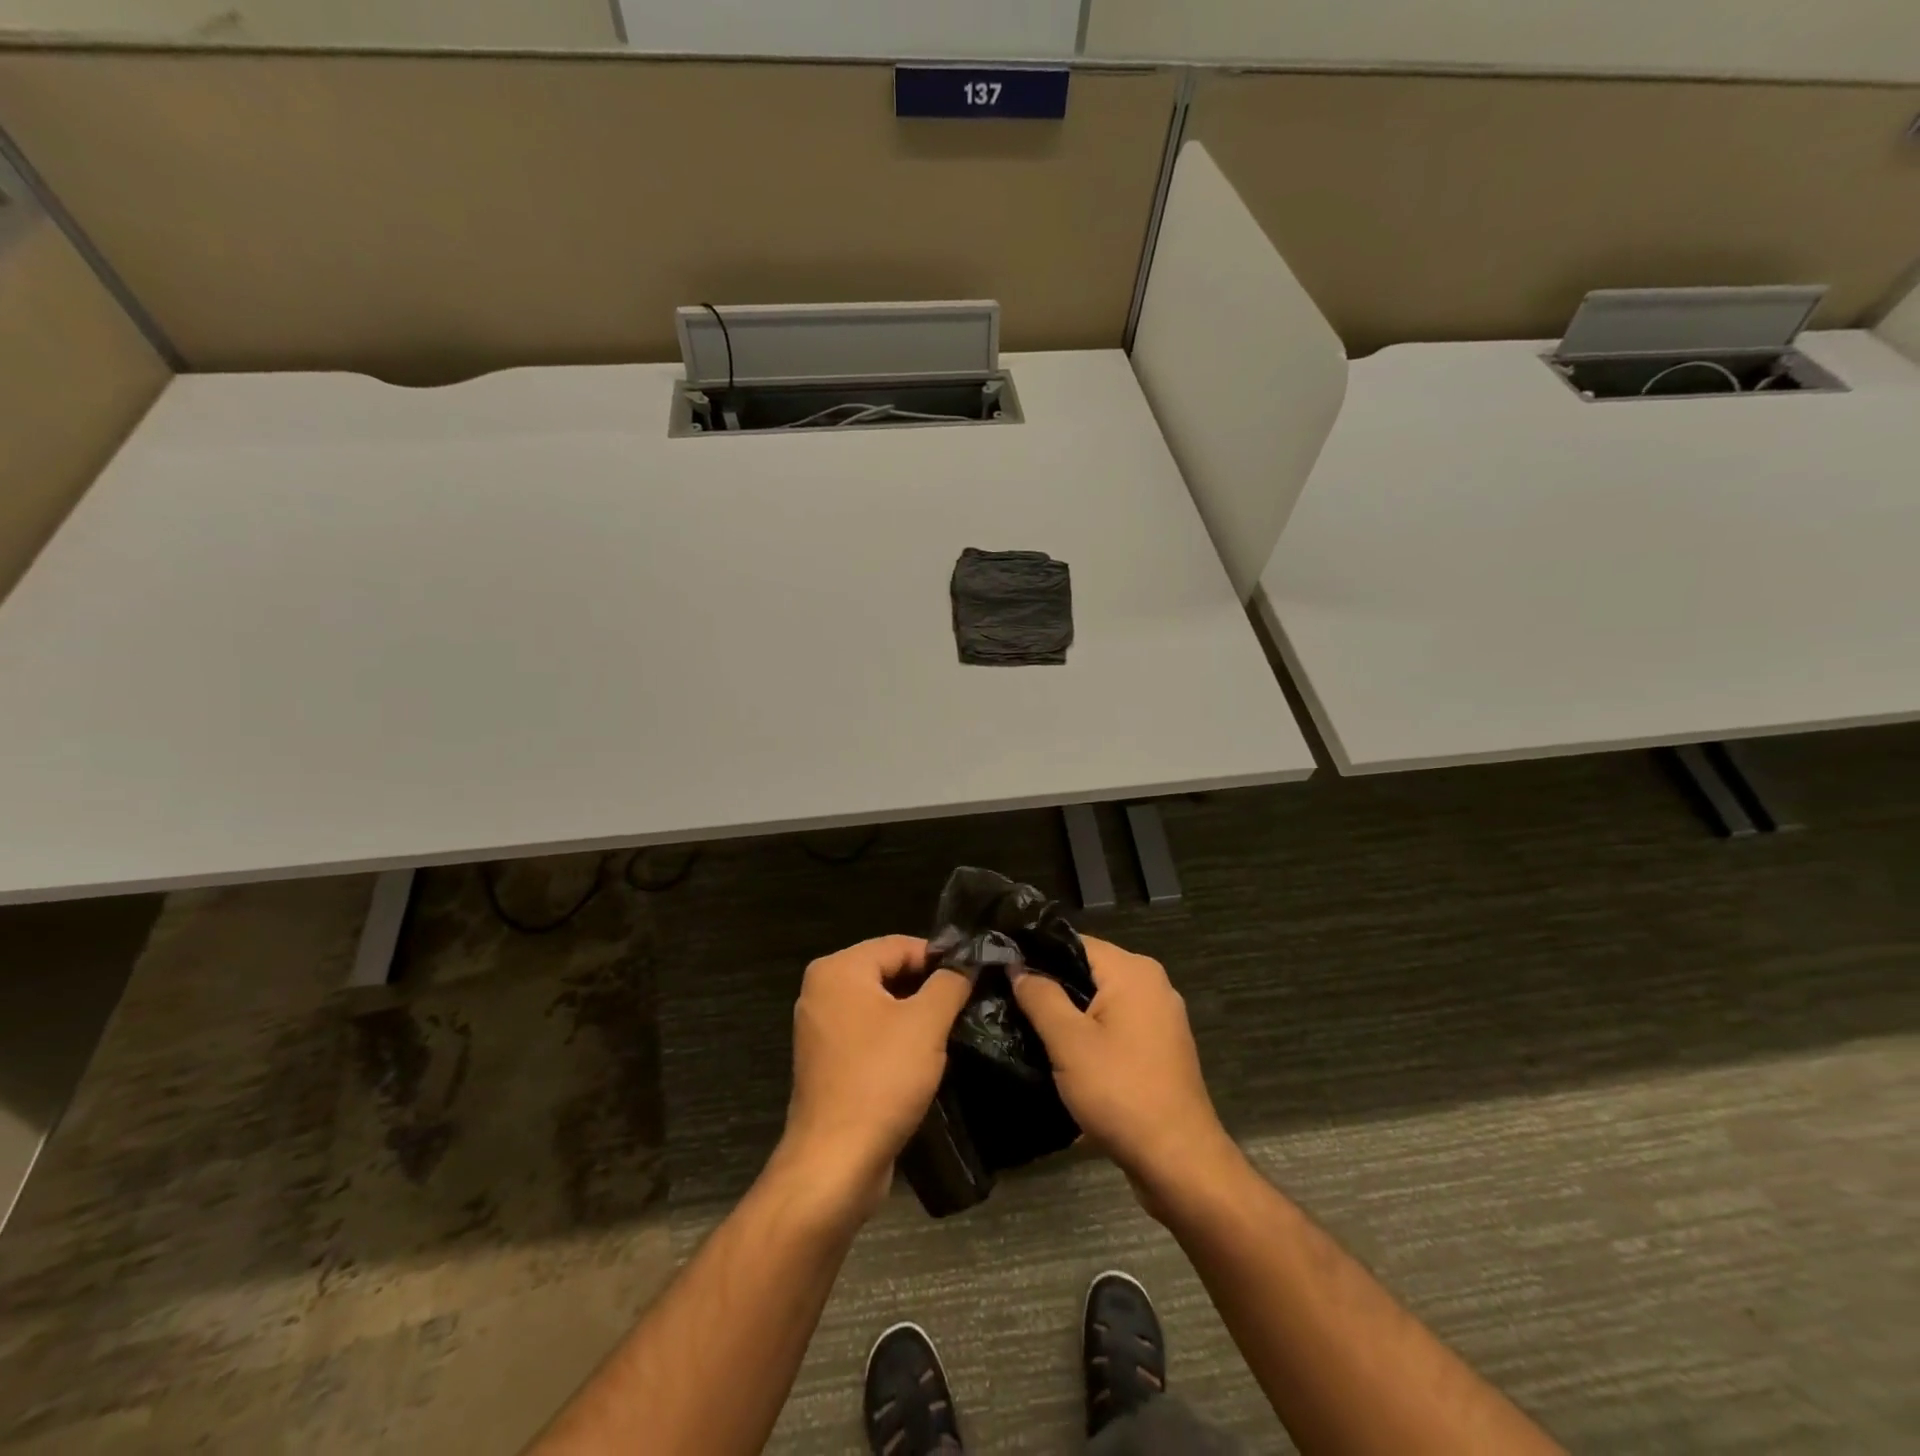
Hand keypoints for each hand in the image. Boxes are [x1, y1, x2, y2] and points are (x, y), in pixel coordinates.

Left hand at [777, 935, 972, 1220]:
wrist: (835, 1162)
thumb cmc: (881, 1079)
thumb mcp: (927, 1024)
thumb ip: (950, 983)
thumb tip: (967, 961)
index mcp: (838, 970)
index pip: (899, 944)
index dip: (940, 957)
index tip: (974, 975)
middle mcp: (821, 990)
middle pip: (887, 971)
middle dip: (928, 985)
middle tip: (967, 1001)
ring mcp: (820, 1027)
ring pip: (880, 1004)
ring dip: (915, 1013)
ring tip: (952, 1027)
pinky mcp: (826, 1061)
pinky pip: (868, 1033)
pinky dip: (895, 1037)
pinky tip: (924, 1055)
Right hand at [1012, 936, 1241, 1215]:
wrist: (1179, 1161)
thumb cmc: (1120, 1092)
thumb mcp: (1068, 1042)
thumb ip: (1040, 996)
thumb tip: (1017, 965)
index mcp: (1133, 970)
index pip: (1074, 942)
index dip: (1037, 954)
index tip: (1003, 970)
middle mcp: (1152, 983)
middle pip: (1088, 969)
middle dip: (1052, 985)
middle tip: (1010, 1002)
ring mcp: (1161, 1016)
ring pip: (1101, 999)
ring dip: (1070, 1012)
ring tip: (1029, 1027)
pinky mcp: (1161, 1046)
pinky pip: (1117, 1024)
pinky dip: (1092, 1032)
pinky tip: (1064, 1053)